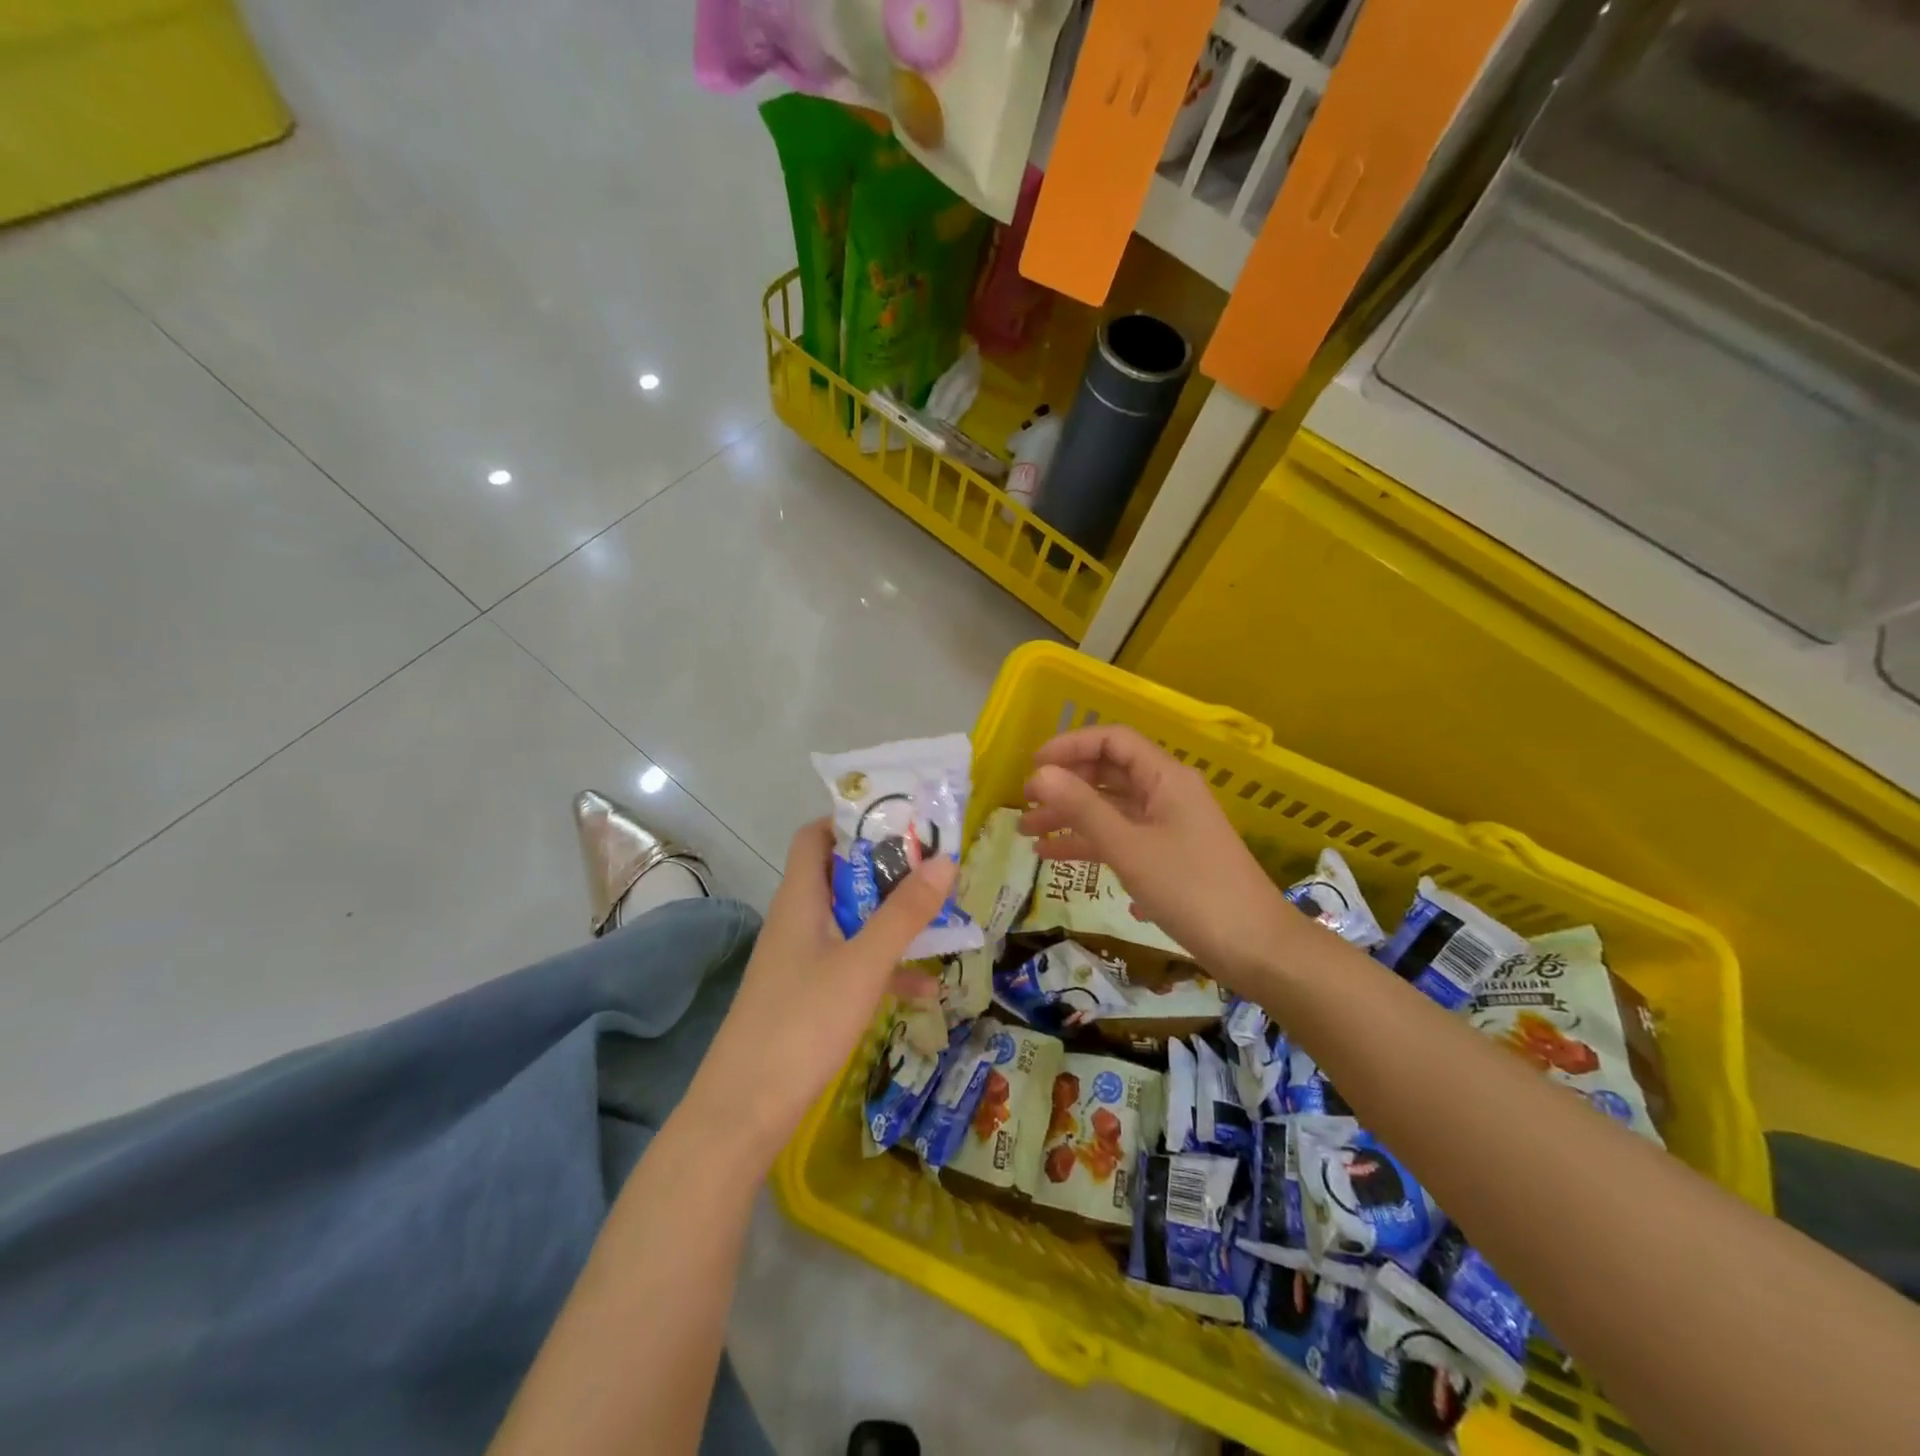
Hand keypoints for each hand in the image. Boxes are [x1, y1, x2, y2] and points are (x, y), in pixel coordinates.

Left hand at [684, 819, 952, 1164]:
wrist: (743, 1113)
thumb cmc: (802, 1024)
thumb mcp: (862, 964)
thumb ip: (904, 913)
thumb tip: (944, 861)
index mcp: (800, 898)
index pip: (816, 836)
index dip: (853, 821)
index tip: (902, 822)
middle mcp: (799, 920)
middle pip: (842, 876)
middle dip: (889, 870)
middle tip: (937, 867)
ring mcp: (802, 960)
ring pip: (853, 922)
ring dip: (892, 919)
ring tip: (943, 916)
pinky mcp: (809, 996)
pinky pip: (853, 966)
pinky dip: (886, 969)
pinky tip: (927, 990)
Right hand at [1017, 724, 1290, 991]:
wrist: (1255, 948)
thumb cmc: (1191, 889)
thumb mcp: (1129, 848)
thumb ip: (1082, 808)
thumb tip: (1040, 774)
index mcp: (1165, 778)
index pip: (1113, 741)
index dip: (1070, 746)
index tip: (1032, 767)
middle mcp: (1168, 793)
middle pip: (1109, 774)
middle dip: (1065, 786)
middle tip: (1024, 806)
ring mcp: (1169, 826)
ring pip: (1112, 809)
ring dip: (1072, 818)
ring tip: (1029, 837)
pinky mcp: (1170, 856)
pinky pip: (1123, 838)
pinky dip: (1092, 844)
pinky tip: (1060, 860)